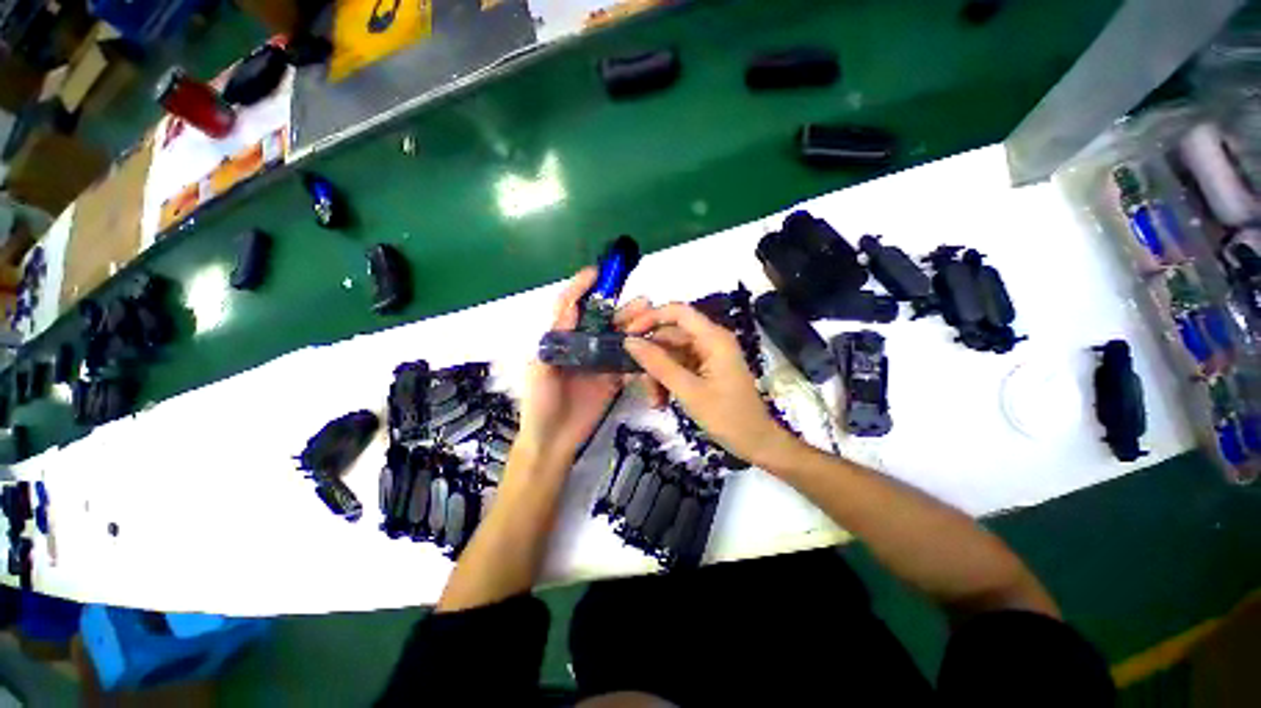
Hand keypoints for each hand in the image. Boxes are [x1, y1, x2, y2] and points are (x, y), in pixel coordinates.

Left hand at [517, 268, 647, 464]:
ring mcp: (600, 362)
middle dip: (621, 308)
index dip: (580, 287)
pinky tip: (651, 347)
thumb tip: (569, 308)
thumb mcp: (540, 371)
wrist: (553, 440)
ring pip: (619, 338)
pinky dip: (639, 353)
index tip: (597, 273)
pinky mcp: (613, 378)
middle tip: (643, 302)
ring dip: (634, 327)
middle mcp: (582, 346)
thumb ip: (554, 341)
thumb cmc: (539, 405)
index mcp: (561, 340)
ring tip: (650, 318)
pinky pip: (628, 362)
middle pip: (602, 320)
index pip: (569, 306)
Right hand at [621, 303, 798, 468]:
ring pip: (670, 354)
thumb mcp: (688, 391)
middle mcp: (709, 341)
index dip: (651, 318)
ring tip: (653, 400)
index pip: (678, 312)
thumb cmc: (727, 417)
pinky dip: (666, 382)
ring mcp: (706, 356)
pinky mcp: (704, 370)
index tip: (627, 334)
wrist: (755, 443)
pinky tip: (661, 402)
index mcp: (713, 338)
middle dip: (650, 358)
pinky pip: (677, 368)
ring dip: (656, 375)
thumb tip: (629, 341)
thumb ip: (658, 364)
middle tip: (632, 379)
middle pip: (670, 336)